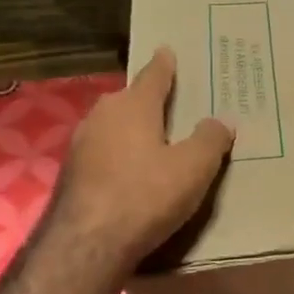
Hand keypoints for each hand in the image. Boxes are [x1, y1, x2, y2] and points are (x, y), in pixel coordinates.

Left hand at [42, 47, 233, 279]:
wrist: (86, 243)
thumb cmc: (145, 195)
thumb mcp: (193, 168)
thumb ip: (210, 140)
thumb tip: (221, 121)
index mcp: (133, 106)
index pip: (153, 76)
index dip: (164, 65)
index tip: (167, 50)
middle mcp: (103, 116)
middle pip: (130, 100)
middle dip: (148, 100)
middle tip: (171, 104)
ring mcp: (82, 144)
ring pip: (113, 126)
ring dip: (132, 130)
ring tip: (153, 139)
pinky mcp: (72, 173)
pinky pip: (104, 152)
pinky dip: (119, 154)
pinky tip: (131, 172)